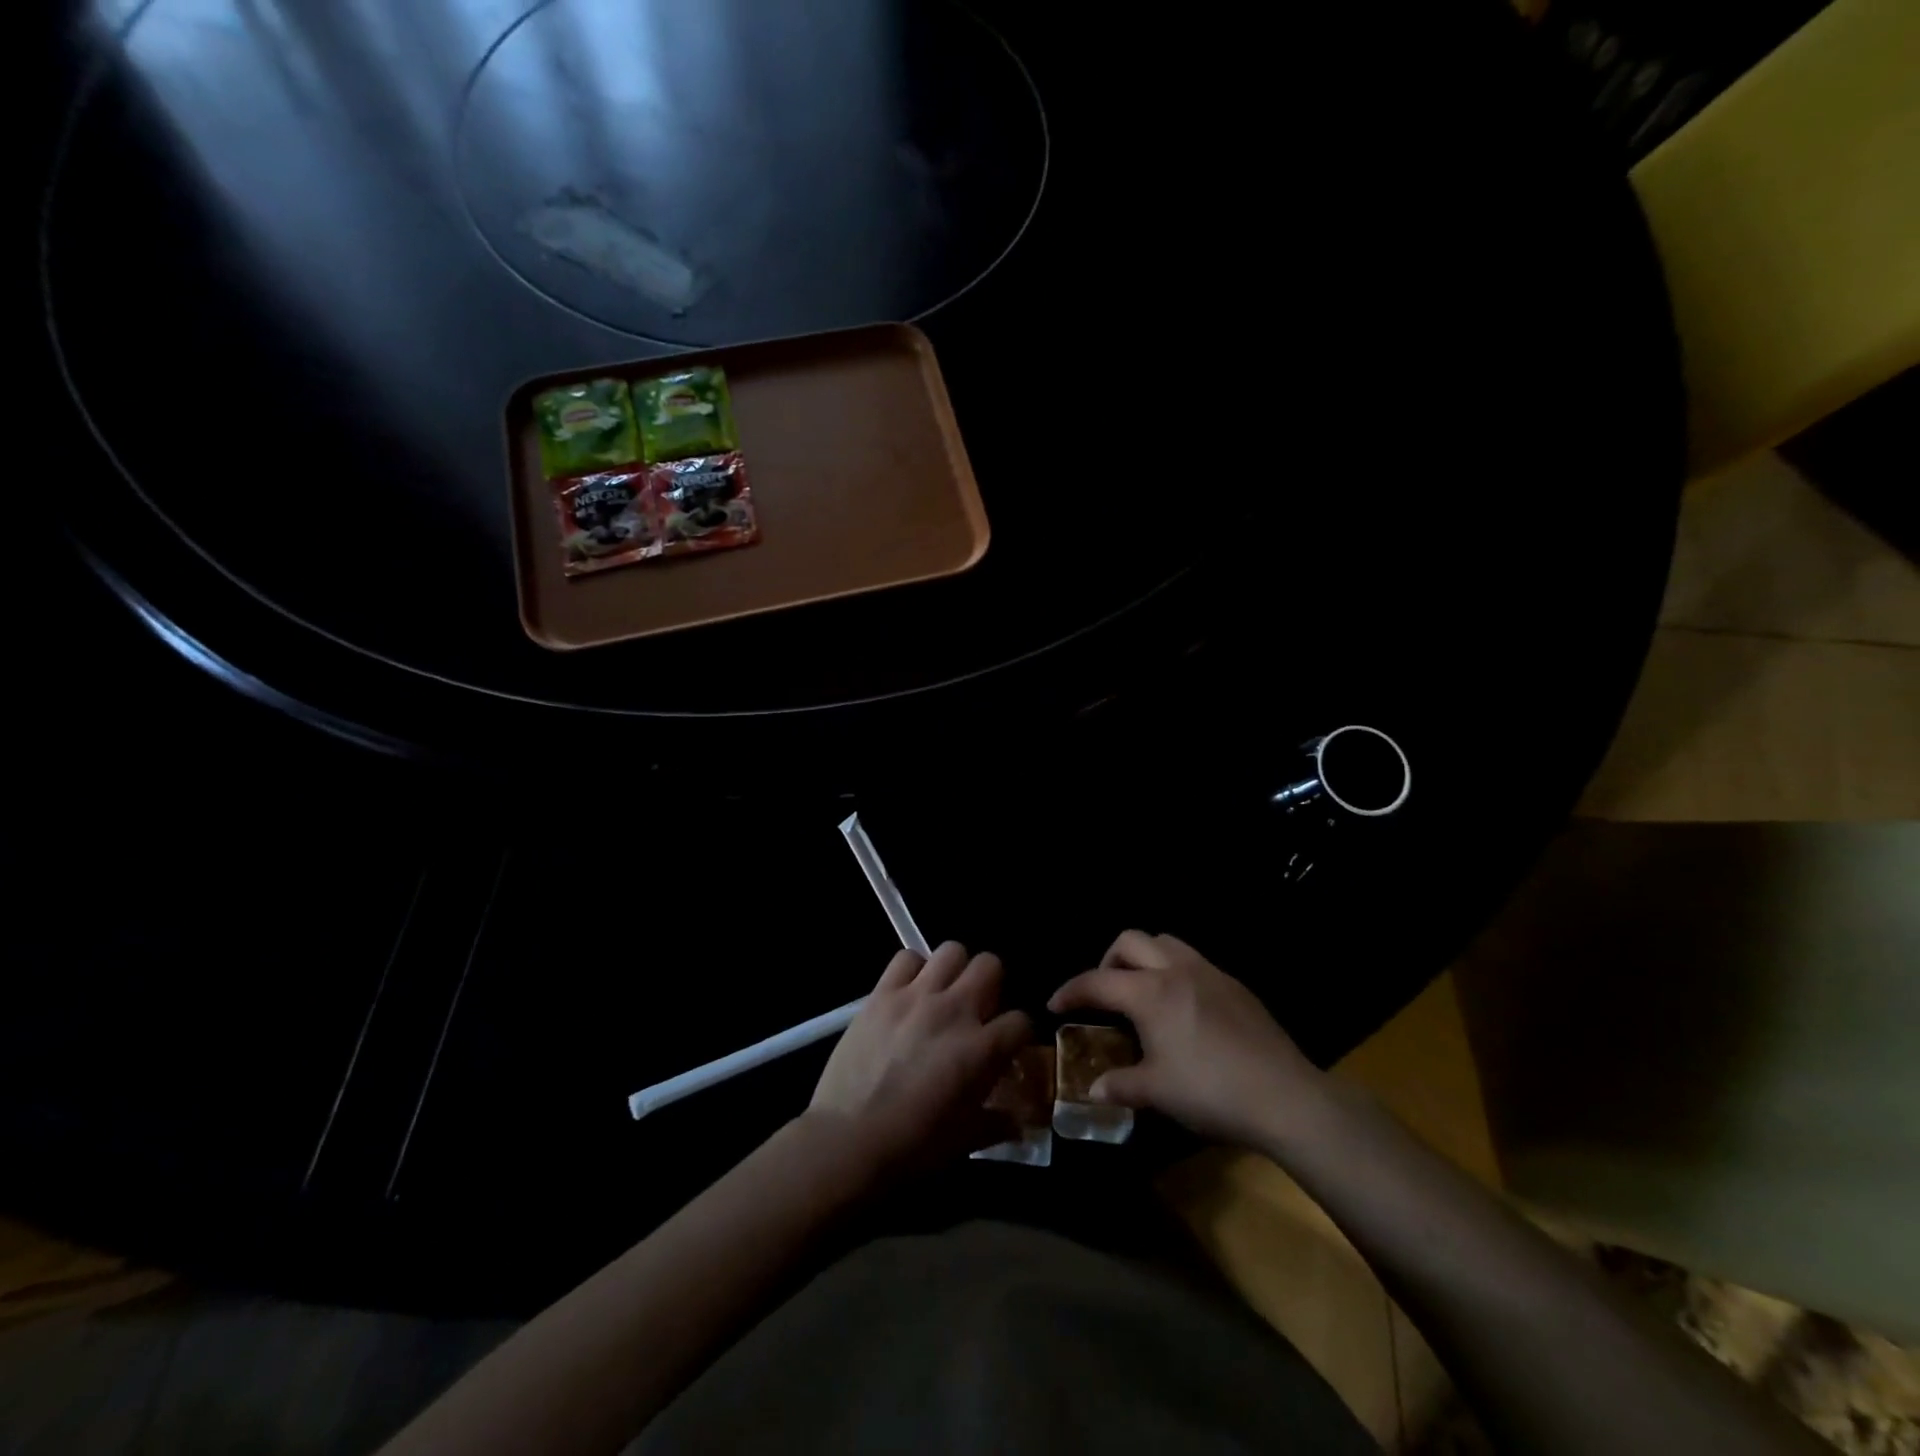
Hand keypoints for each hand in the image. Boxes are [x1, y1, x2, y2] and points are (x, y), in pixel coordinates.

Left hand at [809, 941, 1031, 1174]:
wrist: (848, 1141)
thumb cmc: (912, 1147)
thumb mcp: (966, 1141)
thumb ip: (998, 1123)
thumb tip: (1019, 1121)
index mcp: (982, 1049)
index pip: (1021, 1021)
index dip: (1018, 1034)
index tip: (1007, 1046)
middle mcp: (955, 1011)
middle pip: (991, 965)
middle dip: (991, 985)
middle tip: (977, 1008)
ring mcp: (917, 997)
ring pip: (951, 950)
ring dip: (954, 970)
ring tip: (944, 993)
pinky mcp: (882, 993)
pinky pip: (906, 957)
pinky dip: (913, 969)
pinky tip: (909, 992)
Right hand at [1049, 930, 1323, 1147]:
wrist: (1285, 1096)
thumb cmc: (1211, 1092)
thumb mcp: (1158, 1093)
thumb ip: (1121, 1085)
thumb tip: (1093, 1089)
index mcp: (1150, 993)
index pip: (1097, 981)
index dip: (1071, 991)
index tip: (1055, 1005)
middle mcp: (1176, 970)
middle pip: (1131, 941)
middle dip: (1108, 961)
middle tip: (1105, 994)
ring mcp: (1209, 973)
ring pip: (1166, 942)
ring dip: (1144, 958)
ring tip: (1143, 992)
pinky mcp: (1235, 985)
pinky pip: (1194, 962)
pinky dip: (1175, 972)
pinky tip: (1183, 1008)